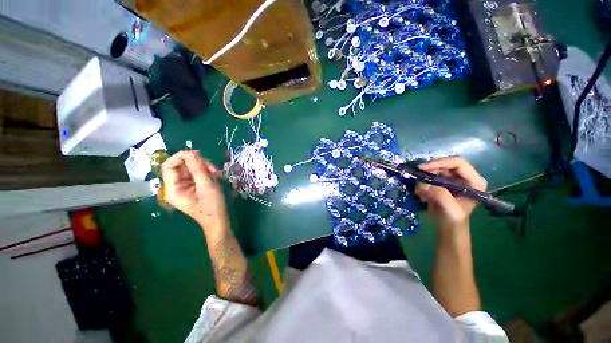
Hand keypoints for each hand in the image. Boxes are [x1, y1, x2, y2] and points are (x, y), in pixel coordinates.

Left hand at [161, 151, 227, 231]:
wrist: (218, 221)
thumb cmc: (212, 206)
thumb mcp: (207, 186)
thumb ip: (198, 169)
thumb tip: (191, 153)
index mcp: (173, 189)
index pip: (169, 166)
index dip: (181, 157)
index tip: (198, 154)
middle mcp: (175, 187)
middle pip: (181, 166)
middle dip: (198, 164)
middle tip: (213, 168)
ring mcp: (183, 187)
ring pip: (190, 169)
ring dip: (204, 168)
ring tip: (216, 173)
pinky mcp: (191, 188)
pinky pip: (196, 174)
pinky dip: (205, 173)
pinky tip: (215, 176)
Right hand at [415, 157, 486, 228]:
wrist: (447, 225)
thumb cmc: (453, 218)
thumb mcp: (449, 208)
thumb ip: (440, 195)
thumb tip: (424, 184)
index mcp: (474, 181)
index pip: (458, 163)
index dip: (441, 163)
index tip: (424, 168)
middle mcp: (465, 177)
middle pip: (446, 164)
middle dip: (430, 170)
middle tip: (417, 174)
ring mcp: (454, 179)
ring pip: (436, 170)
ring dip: (425, 177)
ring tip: (420, 190)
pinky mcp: (443, 182)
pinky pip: (431, 176)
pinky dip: (423, 182)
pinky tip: (421, 192)